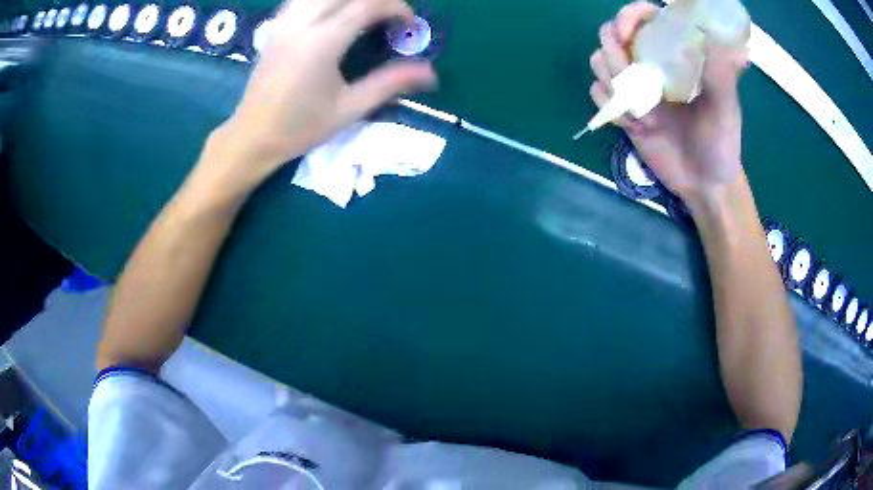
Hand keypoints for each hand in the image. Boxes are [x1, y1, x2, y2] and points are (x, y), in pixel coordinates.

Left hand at [212, 0, 436, 188]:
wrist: (252, 136)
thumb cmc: (300, 127)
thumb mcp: (349, 109)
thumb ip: (390, 83)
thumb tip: (430, 72)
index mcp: (323, 42)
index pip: (367, 5)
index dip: (396, 8)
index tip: (408, 25)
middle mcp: (303, 23)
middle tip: (390, 17)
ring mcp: (285, 22)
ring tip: (364, 14)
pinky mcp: (276, 27)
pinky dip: (323, 0)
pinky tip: (333, 12)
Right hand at [590, 1, 748, 208]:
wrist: (704, 184)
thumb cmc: (720, 143)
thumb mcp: (725, 106)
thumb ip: (722, 72)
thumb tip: (721, 37)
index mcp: (674, 54)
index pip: (642, 18)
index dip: (627, 18)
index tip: (626, 35)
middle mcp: (650, 63)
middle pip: (610, 37)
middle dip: (613, 55)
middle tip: (632, 79)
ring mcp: (634, 86)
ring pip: (599, 63)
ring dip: (612, 83)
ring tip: (642, 111)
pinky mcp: (623, 109)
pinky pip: (598, 94)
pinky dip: (610, 107)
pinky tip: (634, 125)